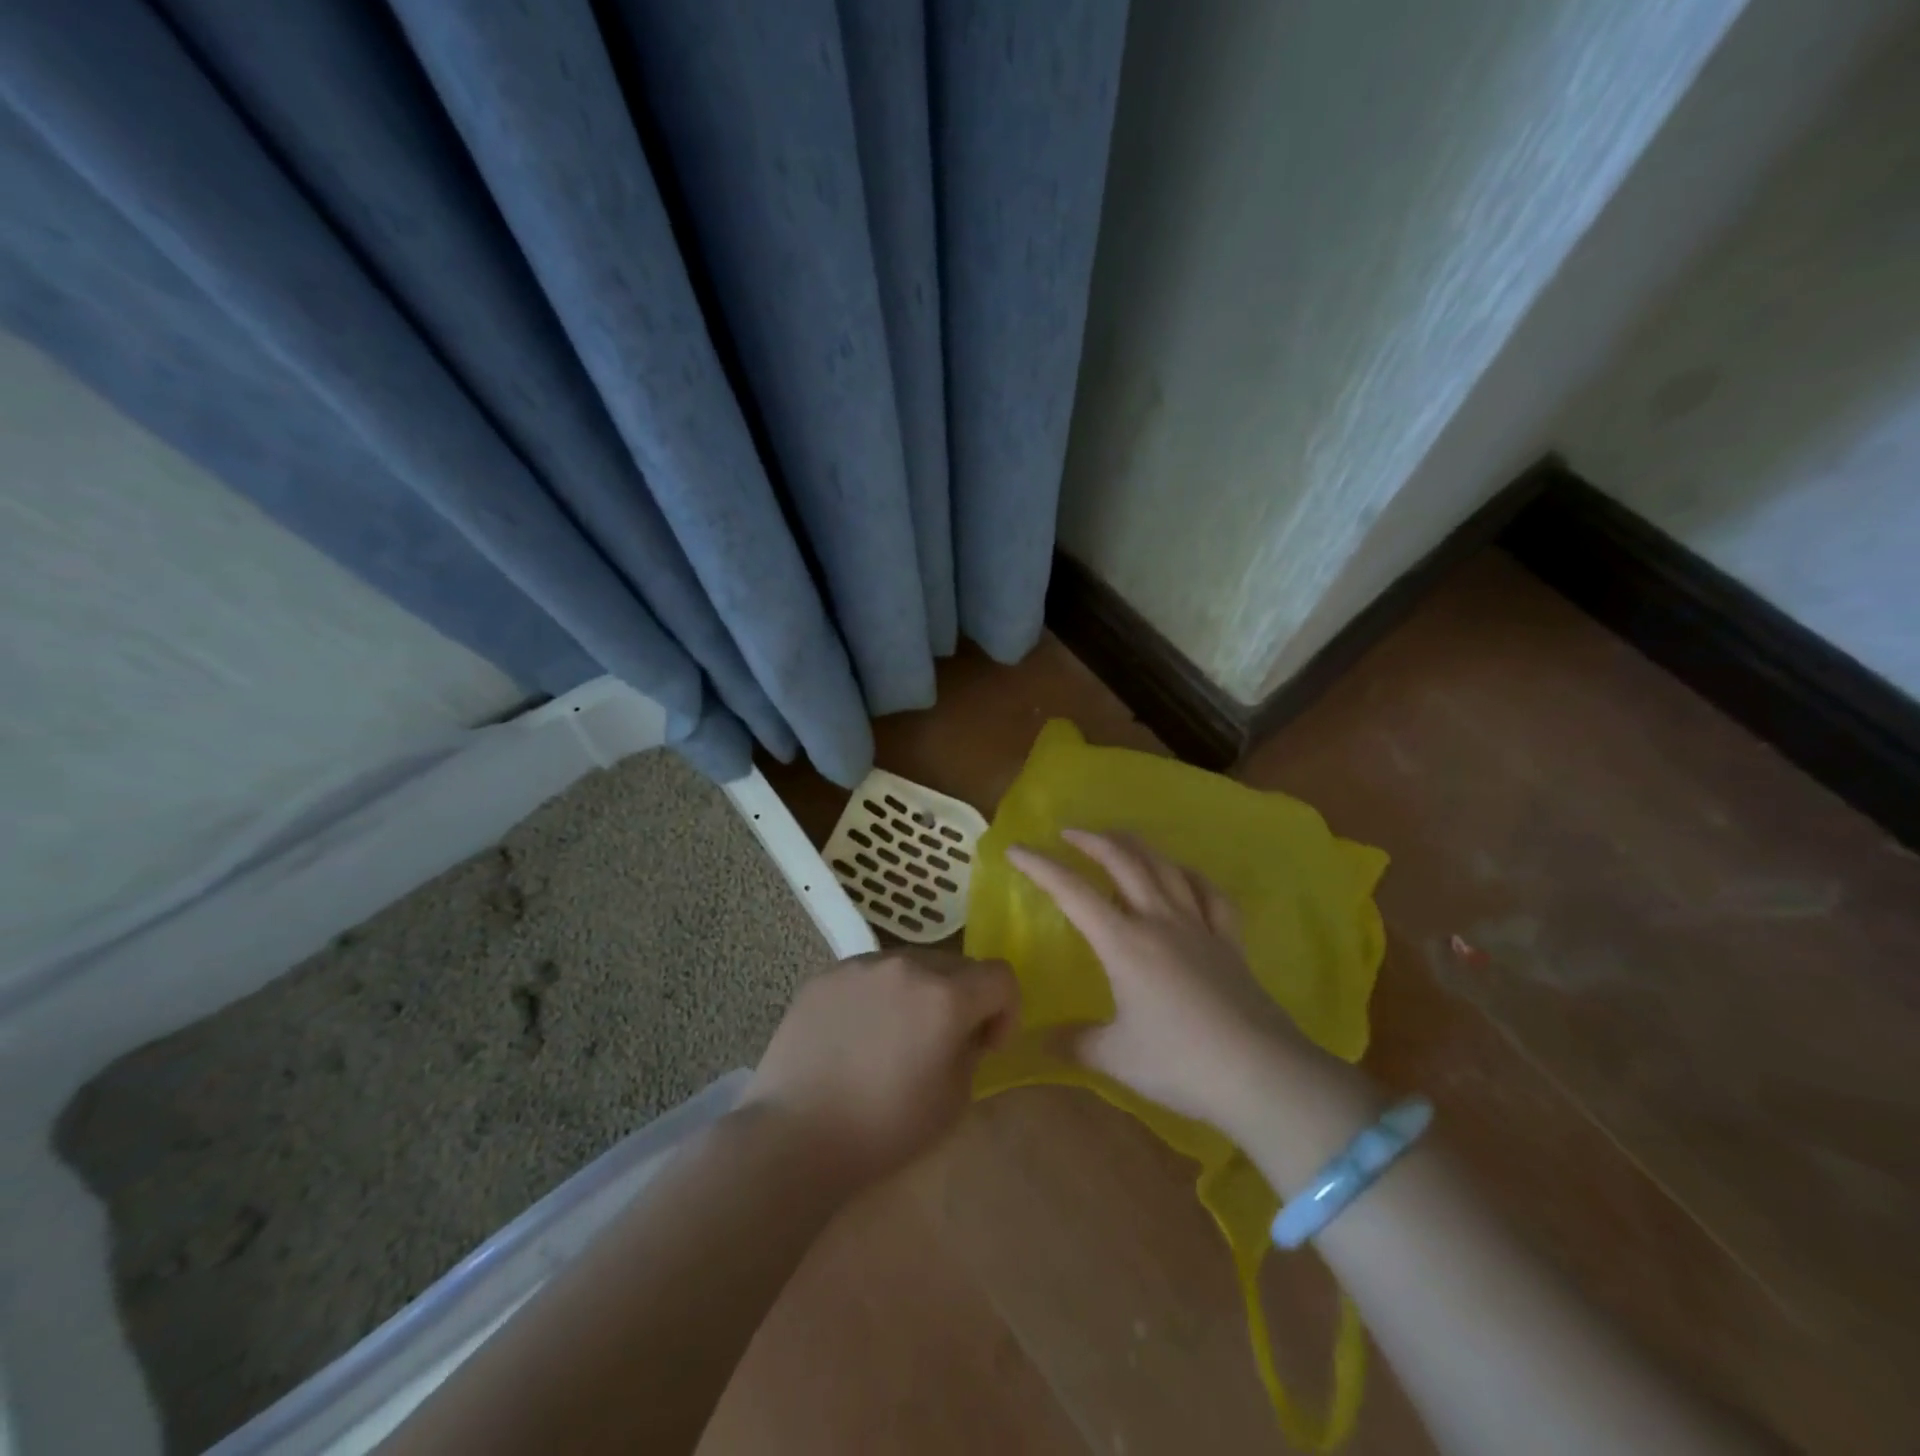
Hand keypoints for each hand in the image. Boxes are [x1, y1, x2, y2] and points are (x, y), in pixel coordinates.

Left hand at [742, 949, 1018, 1185]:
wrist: (795, 1134)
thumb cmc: (884, 1128)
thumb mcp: (953, 1100)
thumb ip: (971, 1051)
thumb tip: (965, 1031)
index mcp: (946, 996)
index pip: (1000, 976)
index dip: (1006, 1010)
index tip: (987, 1044)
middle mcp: (907, 965)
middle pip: (956, 964)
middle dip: (962, 998)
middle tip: (943, 1041)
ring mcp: (861, 965)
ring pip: (910, 965)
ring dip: (918, 992)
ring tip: (894, 1036)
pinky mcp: (826, 975)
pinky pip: (868, 974)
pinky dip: (877, 996)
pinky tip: (855, 1036)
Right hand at [1007, 830, 1362, 1140]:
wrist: (1263, 1074)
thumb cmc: (1181, 1063)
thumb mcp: (1116, 1058)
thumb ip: (1074, 1043)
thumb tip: (1038, 1042)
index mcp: (1124, 942)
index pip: (1073, 892)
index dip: (1041, 866)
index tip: (1016, 849)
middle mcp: (1159, 921)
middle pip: (1123, 862)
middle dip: (1091, 841)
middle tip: (1069, 833)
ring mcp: (1199, 927)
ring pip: (1164, 868)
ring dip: (1136, 846)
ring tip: (1118, 839)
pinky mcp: (1229, 941)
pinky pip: (1209, 893)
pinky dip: (1190, 876)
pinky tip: (1183, 875)